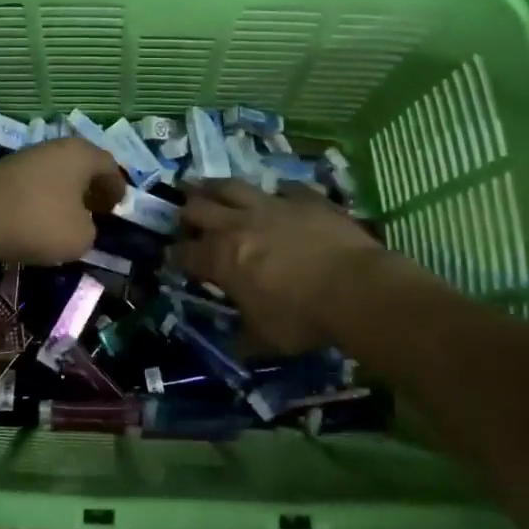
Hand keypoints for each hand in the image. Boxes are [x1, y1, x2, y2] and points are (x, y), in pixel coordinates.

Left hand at [0, 138, 126, 264]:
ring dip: (66, 190)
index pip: (108, 165)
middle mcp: (55, 147)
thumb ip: (90, 229)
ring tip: (68, 213)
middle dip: (91, 185)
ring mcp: (25, 155)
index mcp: (80, 155)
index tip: (119, 205)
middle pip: (81, 163)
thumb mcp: (81, 237)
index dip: (117, 186)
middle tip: (97, 207)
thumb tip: (82, 224)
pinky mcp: (1, 170)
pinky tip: (39, 214)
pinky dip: (43, 194)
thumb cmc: (39, 222)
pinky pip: (34, 181)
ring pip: (56, 170)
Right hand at [171, 180, 387, 354]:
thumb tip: (237, 342)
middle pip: (197, 208)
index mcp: (221, 258)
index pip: (185, 252)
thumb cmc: (303, 318)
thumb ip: (245, 336)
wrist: (356, 288)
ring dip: (214, 187)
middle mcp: (237, 224)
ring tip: (207, 188)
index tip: (172, 257)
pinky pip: (283, 189)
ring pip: (231, 185)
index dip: (174, 255)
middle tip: (185, 218)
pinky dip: (276, 194)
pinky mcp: (303, 197)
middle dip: (186, 213)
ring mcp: (271, 205)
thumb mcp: (266, 338)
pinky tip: (278, 197)